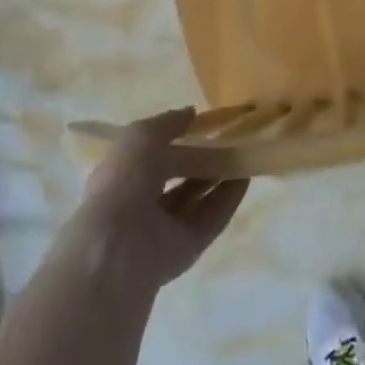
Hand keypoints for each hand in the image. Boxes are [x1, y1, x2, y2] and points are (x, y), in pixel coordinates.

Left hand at [75, 110, 248, 287]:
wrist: (117, 250)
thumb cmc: (122, 184)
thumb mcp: (140, 138)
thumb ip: (167, 124)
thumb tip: (191, 113)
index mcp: (123, 174)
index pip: (153, 152)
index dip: (177, 136)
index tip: (203, 123)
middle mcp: (142, 201)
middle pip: (178, 175)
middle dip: (201, 157)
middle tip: (229, 138)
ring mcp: (164, 227)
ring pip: (196, 197)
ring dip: (219, 176)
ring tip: (244, 153)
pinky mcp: (186, 248)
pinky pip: (211, 219)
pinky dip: (228, 199)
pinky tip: (246, 177)